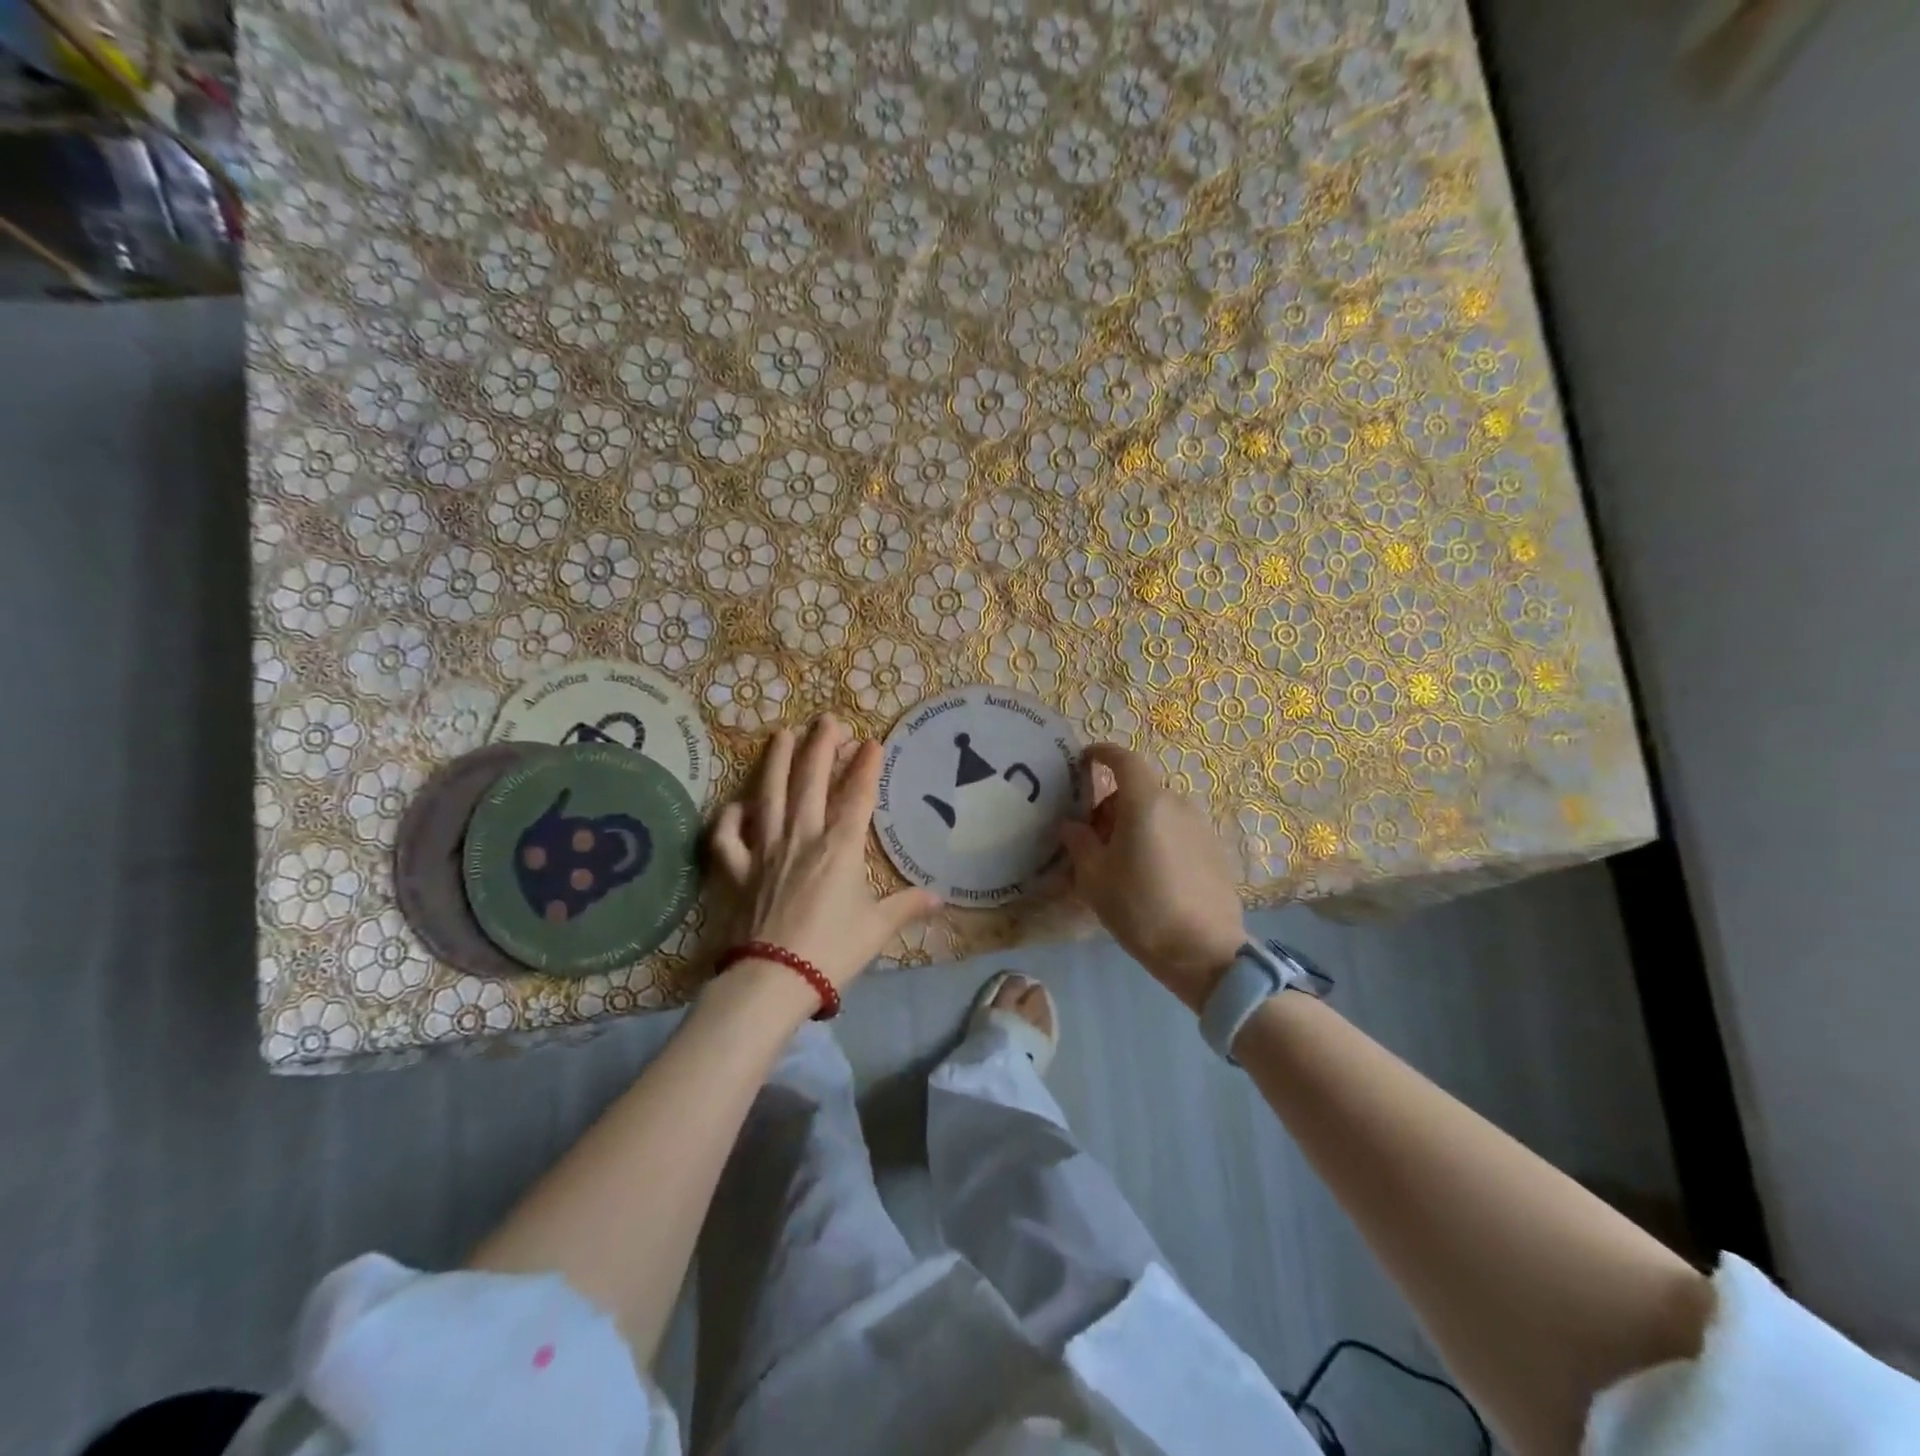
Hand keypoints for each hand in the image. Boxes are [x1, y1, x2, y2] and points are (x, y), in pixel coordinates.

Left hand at [709, 715, 939, 998]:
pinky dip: (730, 818)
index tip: (872, 742)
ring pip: (769, 795)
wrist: (773, 978)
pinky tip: (736, 804)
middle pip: (811, 781)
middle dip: (821, 746)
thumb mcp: (877, 929)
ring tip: (782, 734)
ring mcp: (765, 850)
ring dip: (776, 762)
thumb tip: (939, 897)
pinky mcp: (737, 871)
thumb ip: (907, 906)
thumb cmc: (832, 951)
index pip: (857, 796)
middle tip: (827, 719)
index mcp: (840, 847)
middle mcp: (802, 837)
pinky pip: (728, 837)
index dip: (866, 766)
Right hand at [1058, 743, 1245, 1012]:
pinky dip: (1157, 838)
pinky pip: (1176, 831)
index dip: (1101, 754)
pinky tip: (1150, 875)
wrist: (1204, 952)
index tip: (1084, 761)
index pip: (1123, 759)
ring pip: (1158, 811)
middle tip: (1093, 839)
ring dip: (1135, 824)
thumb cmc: (1140, 908)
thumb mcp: (1094, 877)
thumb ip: (1078, 842)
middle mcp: (1176, 804)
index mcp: (1145, 802)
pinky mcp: (1215, 849)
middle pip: (1138, 790)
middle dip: (1111, 805)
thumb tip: (1071, 825)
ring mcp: (1200, 826)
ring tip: (1121, 862)